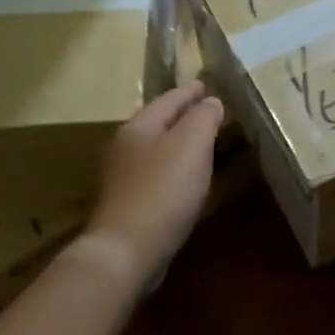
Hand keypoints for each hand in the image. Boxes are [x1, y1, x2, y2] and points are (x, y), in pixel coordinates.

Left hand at [85, 80, 223, 283]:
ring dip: (178, 144)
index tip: (206, 84)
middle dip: (182, 116)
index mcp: (138, 127)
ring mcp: (123, 178)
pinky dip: (174, 169)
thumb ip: (203, 118)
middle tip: (207, 111)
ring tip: (202, 143)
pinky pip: (157, 175)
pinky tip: (186, 179)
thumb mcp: (191, 144)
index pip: (168, 100)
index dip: (190, 91)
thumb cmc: (163, 190)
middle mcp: (125, 147)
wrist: (128, 251)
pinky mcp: (129, 205)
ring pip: (156, 150)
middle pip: (158, 123)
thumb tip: (211, 101)